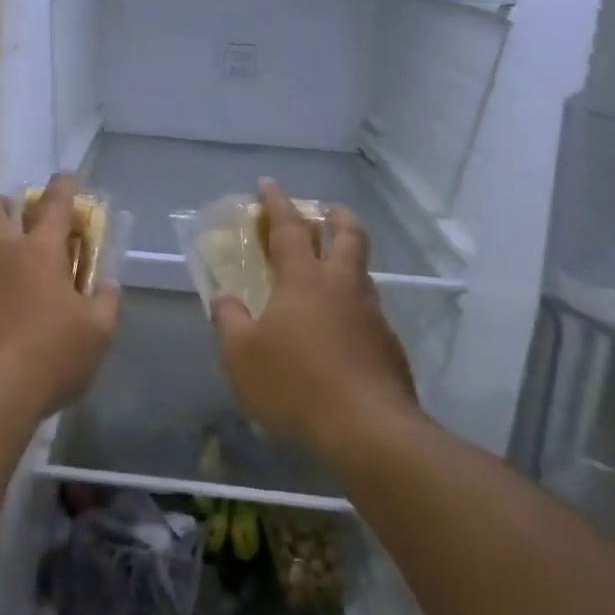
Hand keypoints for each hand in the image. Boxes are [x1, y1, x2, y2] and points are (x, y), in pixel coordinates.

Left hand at [0, 173, 119, 419]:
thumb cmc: (50, 359)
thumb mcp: (96, 335)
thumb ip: (104, 303)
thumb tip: (105, 286)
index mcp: (38, 253)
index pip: (55, 204)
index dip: (64, 186)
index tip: (67, 176)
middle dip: (5, 204)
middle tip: (18, 220)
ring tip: (5, 301)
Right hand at [211, 179, 418, 456]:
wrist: (368, 430)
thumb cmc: (295, 385)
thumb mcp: (241, 356)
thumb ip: (229, 321)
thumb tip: (225, 298)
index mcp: (304, 280)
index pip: (290, 228)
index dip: (277, 203)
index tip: (268, 184)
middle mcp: (342, 286)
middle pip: (347, 235)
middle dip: (335, 216)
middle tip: (326, 210)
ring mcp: (372, 314)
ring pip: (361, 271)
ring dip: (347, 258)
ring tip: (331, 269)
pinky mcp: (389, 345)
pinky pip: (369, 310)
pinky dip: (353, 303)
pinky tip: (342, 328)